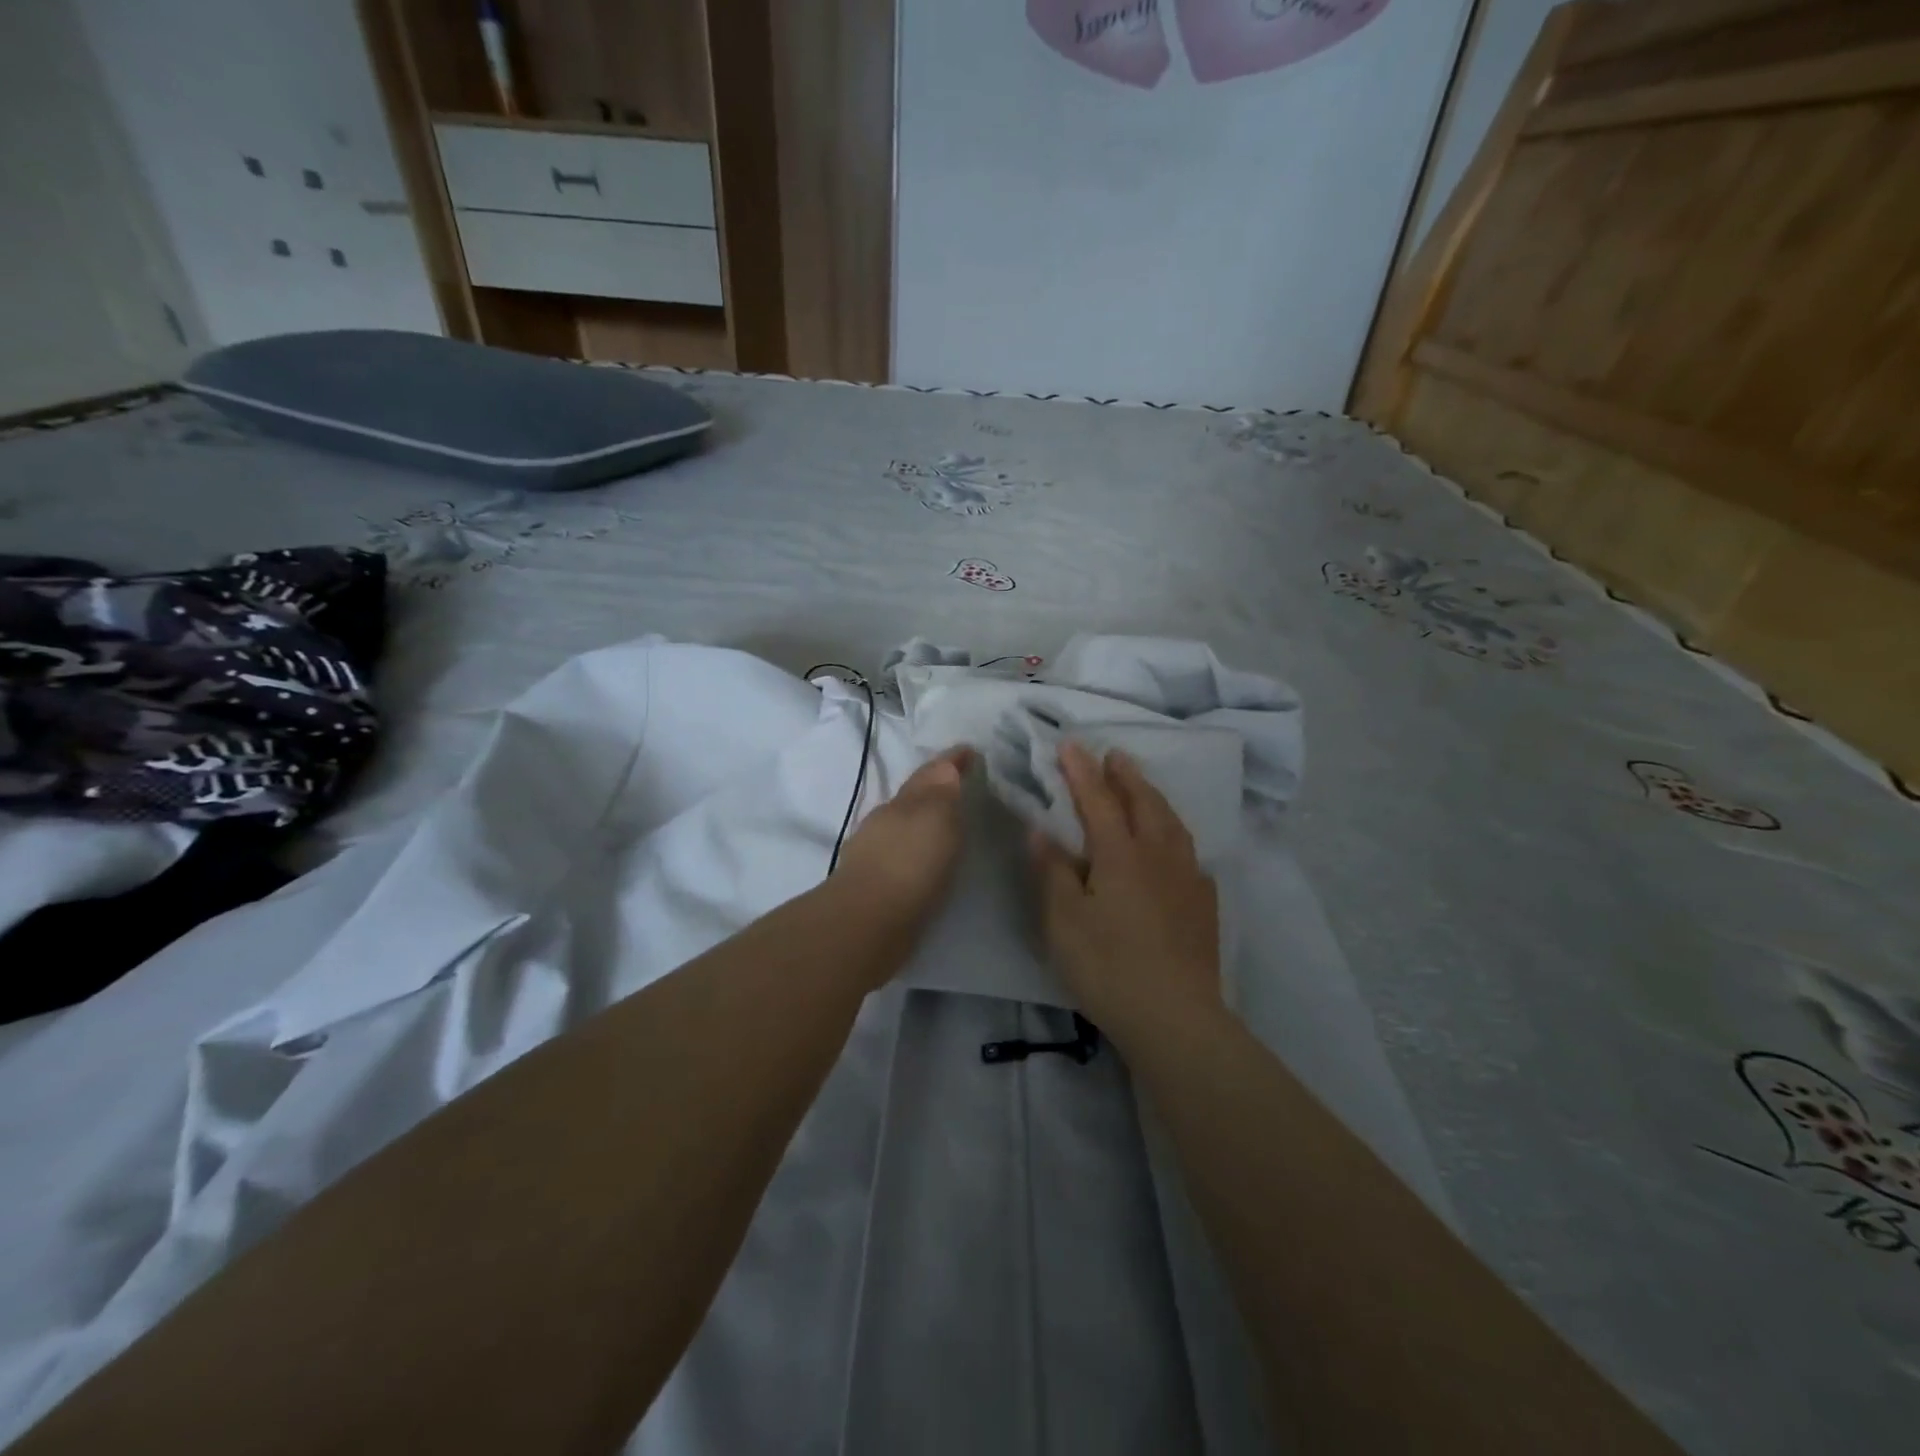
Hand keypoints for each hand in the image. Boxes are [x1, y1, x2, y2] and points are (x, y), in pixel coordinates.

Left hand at [828, 746, 974, 947]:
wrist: (867, 923)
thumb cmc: (909, 863)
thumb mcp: (936, 817)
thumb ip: (942, 790)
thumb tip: (945, 766)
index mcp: (904, 801)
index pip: (931, 772)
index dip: (951, 760)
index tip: (971, 751)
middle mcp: (887, 821)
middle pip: (914, 797)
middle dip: (937, 789)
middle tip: (965, 787)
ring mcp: (877, 853)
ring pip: (906, 826)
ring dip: (926, 822)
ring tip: (952, 825)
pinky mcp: (877, 885)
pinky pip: (904, 855)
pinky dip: (919, 851)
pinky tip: (930, 861)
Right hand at [1031, 741, 1220, 1037]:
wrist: (1176, 1017)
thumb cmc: (1108, 967)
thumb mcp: (1063, 922)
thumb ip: (1053, 871)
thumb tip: (1041, 830)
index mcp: (1120, 854)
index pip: (1098, 800)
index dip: (1082, 771)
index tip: (1069, 745)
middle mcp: (1158, 855)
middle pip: (1143, 802)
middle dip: (1125, 775)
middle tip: (1112, 755)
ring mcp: (1187, 878)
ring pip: (1171, 823)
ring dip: (1153, 797)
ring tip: (1142, 787)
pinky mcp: (1203, 903)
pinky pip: (1189, 853)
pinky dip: (1175, 836)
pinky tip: (1174, 847)